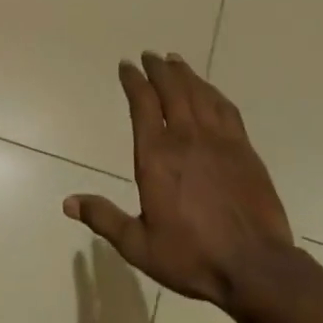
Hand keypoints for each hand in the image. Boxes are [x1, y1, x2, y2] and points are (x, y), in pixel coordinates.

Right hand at [64, 52, 295, 309]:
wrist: (255, 267)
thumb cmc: (192, 256)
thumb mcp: (139, 245)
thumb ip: (104, 219)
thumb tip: (68, 202)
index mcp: (156, 157)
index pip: (142, 104)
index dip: (133, 81)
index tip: (126, 66)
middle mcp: (186, 138)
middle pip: (171, 90)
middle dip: (158, 69)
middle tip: (150, 55)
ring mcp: (219, 141)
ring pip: (199, 94)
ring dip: (185, 74)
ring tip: (175, 61)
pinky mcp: (244, 149)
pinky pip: (226, 109)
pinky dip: (213, 92)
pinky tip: (209, 90)